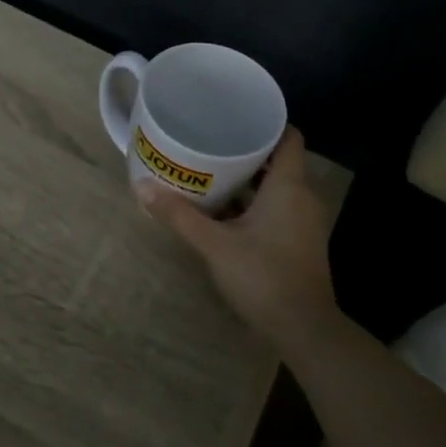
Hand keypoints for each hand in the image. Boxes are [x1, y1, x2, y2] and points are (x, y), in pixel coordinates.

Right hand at [138, 127, 339, 351]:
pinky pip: (278, 208)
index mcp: (289, 186)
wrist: (303, 328)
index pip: (288, 136)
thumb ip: (179, 215)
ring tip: (211, 172)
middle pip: (278, 160)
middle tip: (210, 142)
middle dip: (247, 151)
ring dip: (249, 180)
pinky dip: (255, 203)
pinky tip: (225, 210)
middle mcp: (302, 197)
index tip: (234, 118)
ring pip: (277, 187)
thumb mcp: (214, 244)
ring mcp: (304, 221)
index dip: (265, 123)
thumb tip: (141, 186)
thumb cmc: (262, 276)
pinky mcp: (299, 241)